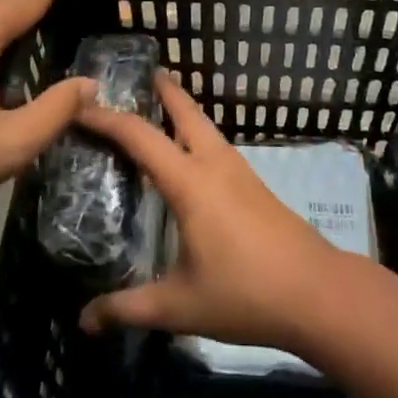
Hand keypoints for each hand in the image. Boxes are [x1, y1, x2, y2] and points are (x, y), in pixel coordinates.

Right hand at [75, 73, 345, 354]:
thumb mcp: (179, 305)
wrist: (317, 293)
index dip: (107, 118)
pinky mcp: (255, 186)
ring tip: (158, 108)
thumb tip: (84, 321)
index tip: (80, 104)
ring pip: (205, 127)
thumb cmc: (244, 293)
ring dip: (181, 111)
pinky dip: (196, 135)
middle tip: (138, 76)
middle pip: (185, 112)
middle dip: (162, 90)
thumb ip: (129, 309)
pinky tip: (190, 158)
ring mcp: (240, 172)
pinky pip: (216, 146)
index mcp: (190, 182)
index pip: (140, 137)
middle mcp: (215, 165)